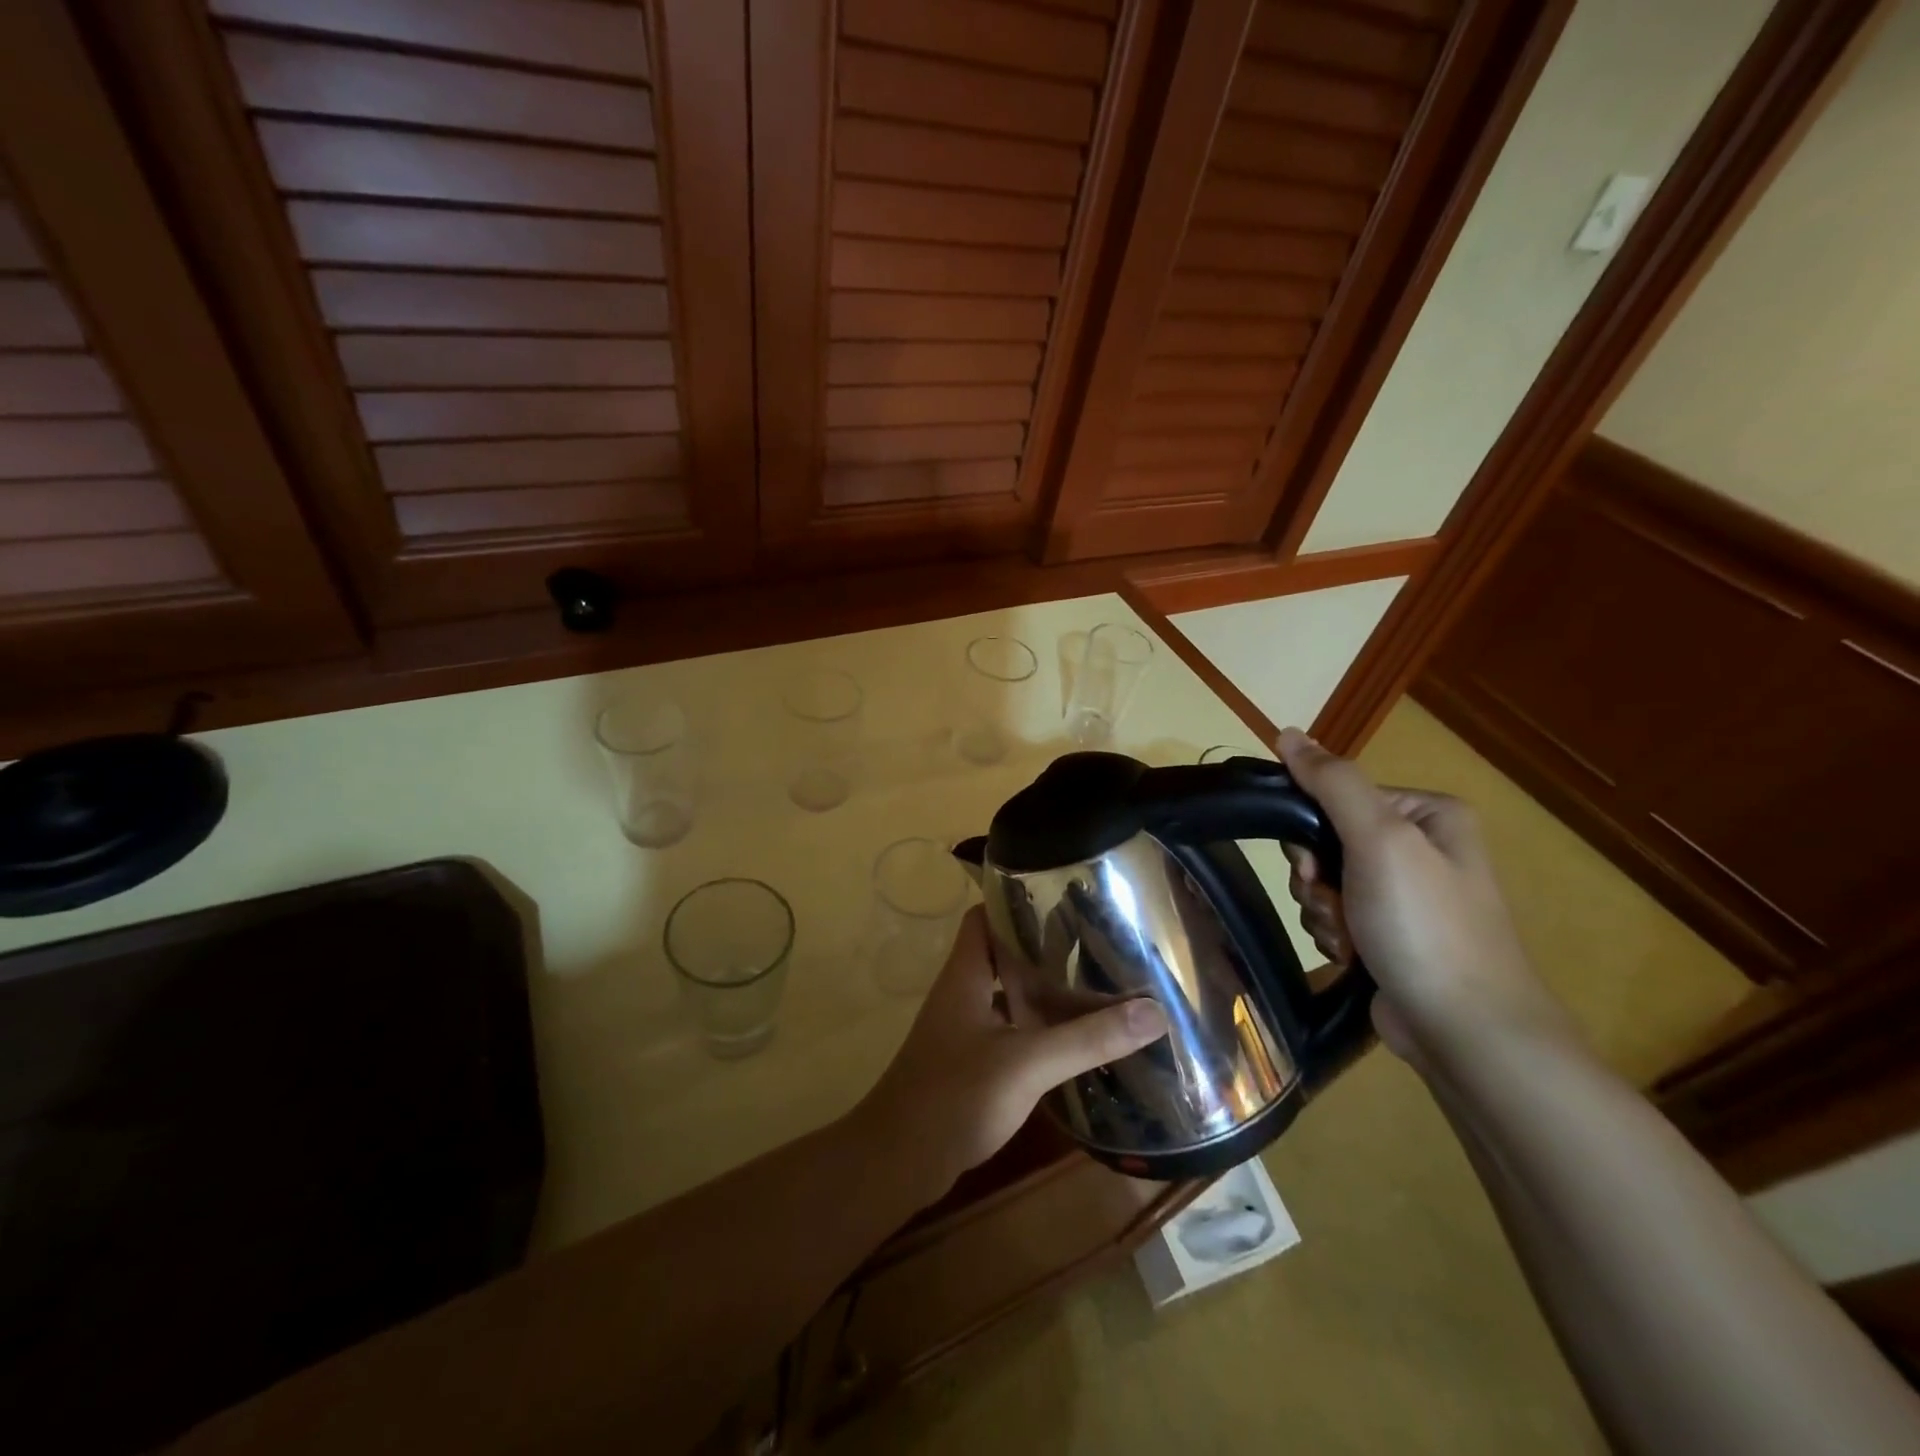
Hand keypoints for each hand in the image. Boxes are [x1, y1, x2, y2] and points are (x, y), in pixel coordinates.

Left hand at [854, 907, 1168, 1203]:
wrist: (898, 1161)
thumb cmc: (955, 1095)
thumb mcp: (1028, 1063)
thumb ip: (1088, 1039)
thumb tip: (1154, 1012)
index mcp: (965, 974)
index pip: (985, 916)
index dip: (1016, 900)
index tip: (1063, 898)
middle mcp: (962, 993)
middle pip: (1002, 954)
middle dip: (1043, 947)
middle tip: (1095, 942)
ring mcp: (962, 1029)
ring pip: (1006, 993)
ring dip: (1041, 989)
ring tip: (1094, 984)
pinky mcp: (969, 1062)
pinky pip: (1007, 1029)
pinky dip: (1036, 1026)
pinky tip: (1070, 1039)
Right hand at [1275, 728, 1578, 1069]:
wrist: (1464, 1031)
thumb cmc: (1425, 926)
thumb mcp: (1380, 841)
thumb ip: (1332, 783)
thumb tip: (1287, 733)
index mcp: (1427, 814)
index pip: (1337, 795)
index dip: (1311, 829)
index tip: (1313, 865)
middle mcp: (1419, 847)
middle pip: (1326, 840)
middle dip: (1317, 878)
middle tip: (1332, 902)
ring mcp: (1405, 894)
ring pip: (1324, 881)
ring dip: (1322, 909)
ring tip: (1348, 938)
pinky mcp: (1389, 933)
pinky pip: (1335, 914)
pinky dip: (1332, 933)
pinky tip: (1351, 955)